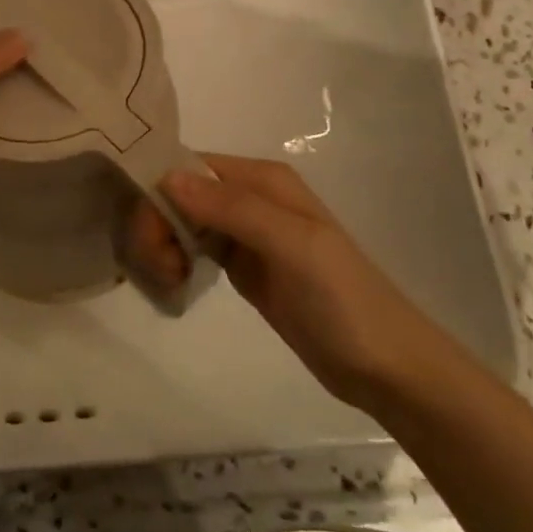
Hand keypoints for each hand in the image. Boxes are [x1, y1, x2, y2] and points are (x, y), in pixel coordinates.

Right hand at [127, 155, 448, 413]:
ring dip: (163, 243)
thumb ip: (233, 208)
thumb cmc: (343, 299)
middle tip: (161, 267)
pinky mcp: (242, 265)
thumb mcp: (293, 246)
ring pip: (182, 219)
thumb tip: (167, 177)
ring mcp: (245, 233)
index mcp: (263, 180)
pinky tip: (174, 281)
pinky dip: (175, 259)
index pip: (190, 166)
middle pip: (180, 192)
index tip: (148, 234)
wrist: (384, 366)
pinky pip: (193, 247)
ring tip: (169, 279)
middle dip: (159, 223)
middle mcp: (250, 197)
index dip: (160, 191)